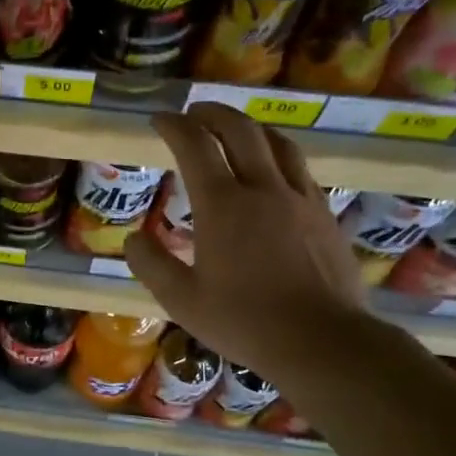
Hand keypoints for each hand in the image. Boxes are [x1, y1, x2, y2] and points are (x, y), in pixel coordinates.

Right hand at [124, 105, 371, 380]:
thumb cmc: (245, 321)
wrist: (323, 341)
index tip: (158, 120)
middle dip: (211, 113)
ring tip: (233, 129)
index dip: (172, 125)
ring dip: (249, 127)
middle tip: (193, 113)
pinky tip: (272, 169)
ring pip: (276, 142)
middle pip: (239, 129)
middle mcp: (262, 188)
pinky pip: (298, 167)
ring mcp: (299, 197)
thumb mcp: (182, 301)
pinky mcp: (324, 213)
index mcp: (222, 205)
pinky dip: (277, 154)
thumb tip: (131, 239)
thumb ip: (151, 265)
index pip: (193, 145)